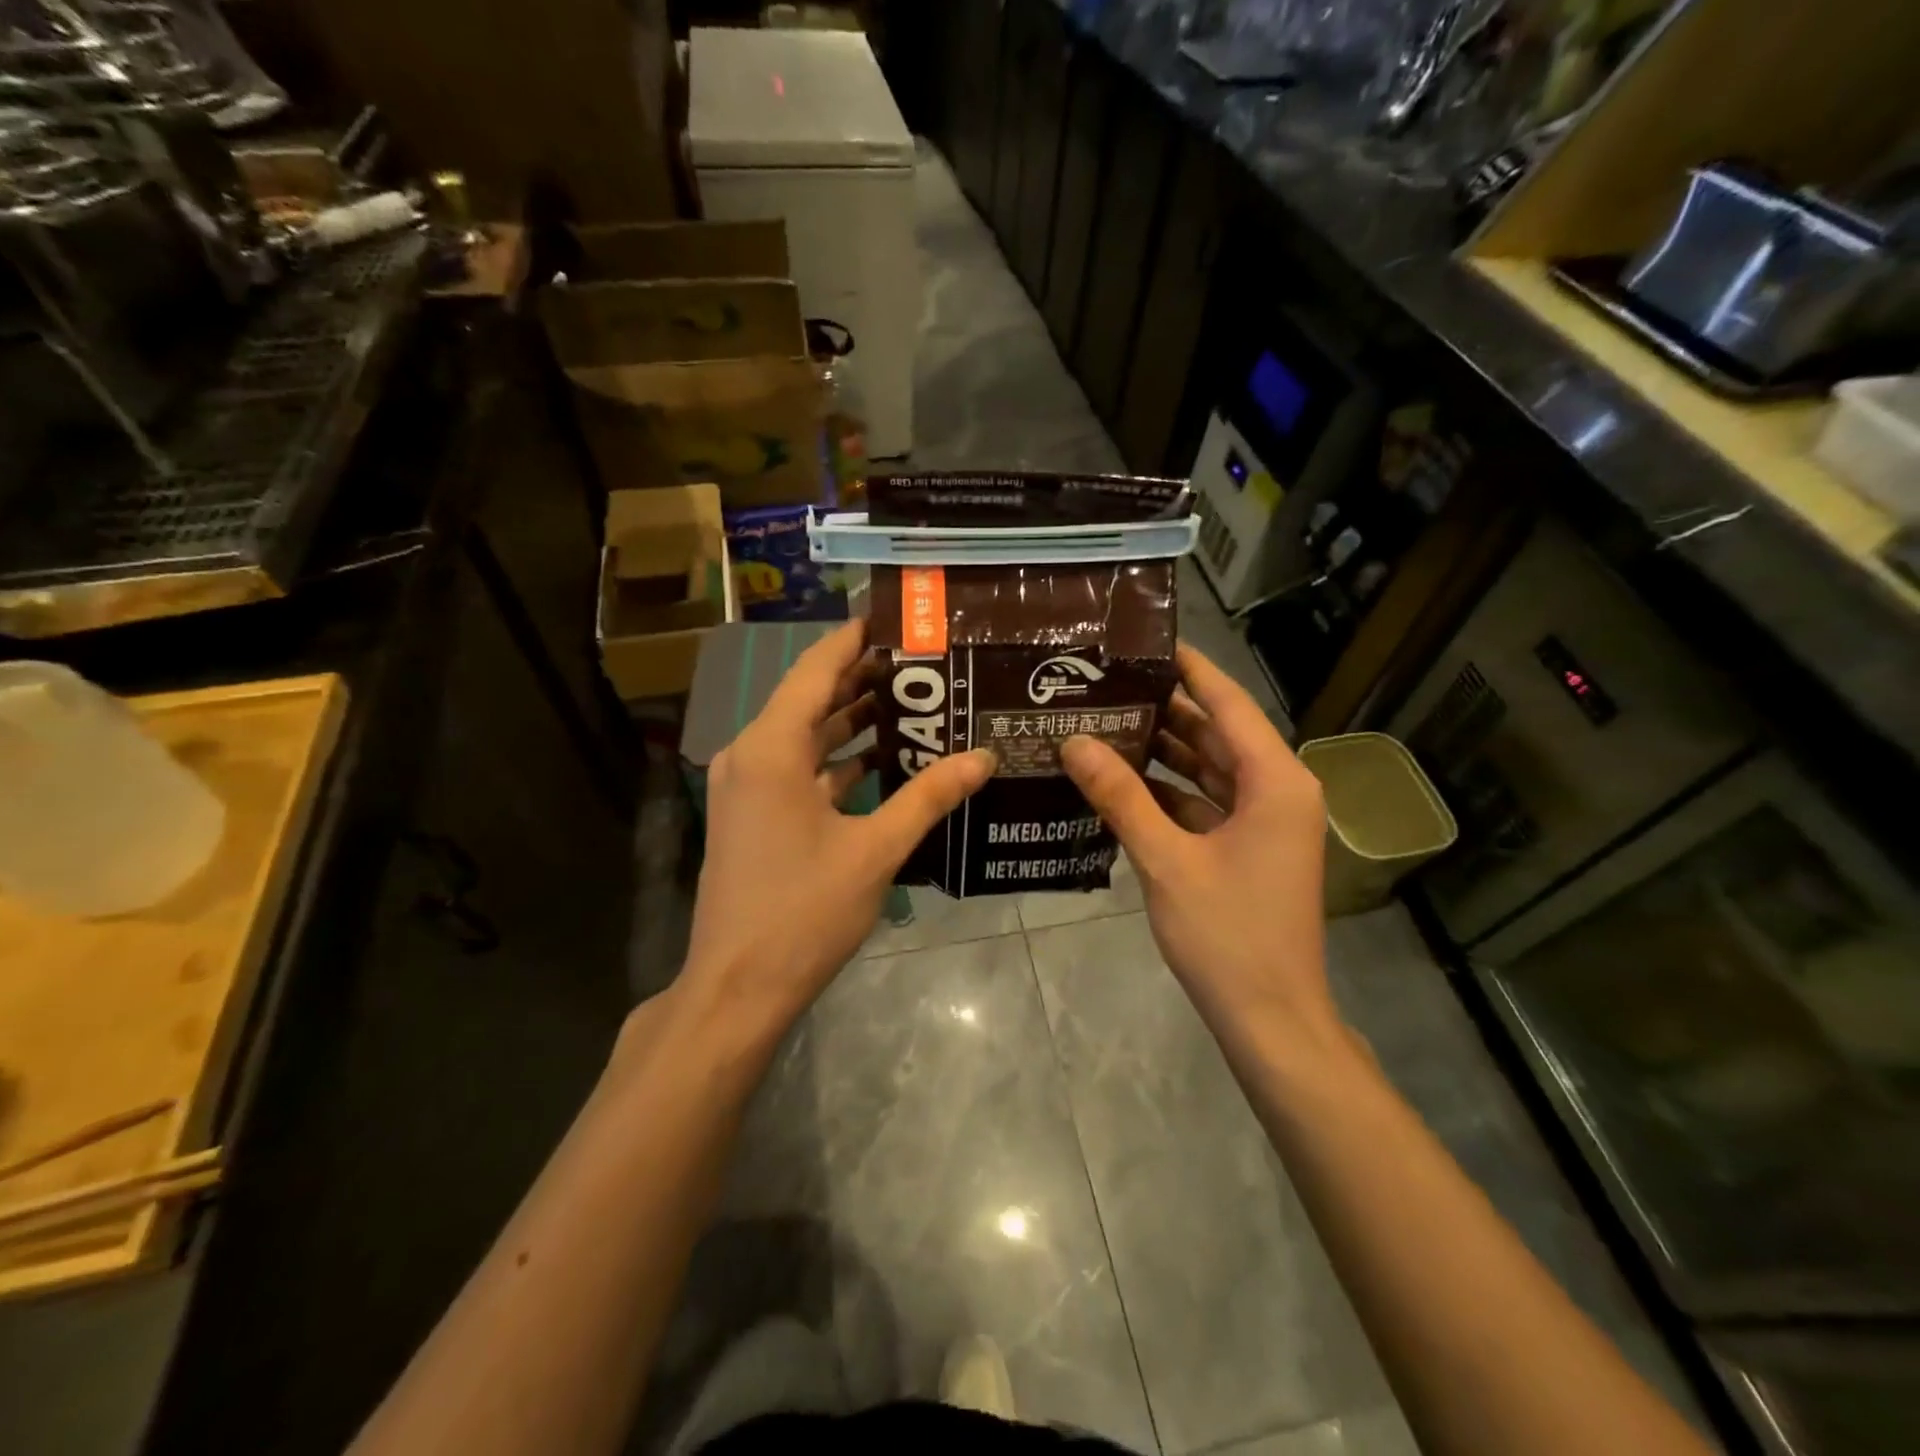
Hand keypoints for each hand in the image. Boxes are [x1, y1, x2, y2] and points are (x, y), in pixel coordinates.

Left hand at [679, 620, 994, 1039]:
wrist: (739, 987)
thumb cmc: (804, 911)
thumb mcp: (875, 849)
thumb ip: (928, 796)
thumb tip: (983, 757)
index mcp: (771, 748)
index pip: (815, 669)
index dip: (853, 640)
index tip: (895, 618)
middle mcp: (751, 755)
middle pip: (808, 697)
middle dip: (860, 677)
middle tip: (919, 660)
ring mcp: (748, 787)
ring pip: (803, 735)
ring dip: (850, 719)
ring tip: (910, 701)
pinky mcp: (753, 815)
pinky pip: (797, 769)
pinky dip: (835, 759)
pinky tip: (881, 758)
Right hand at [1061, 644, 1339, 1051]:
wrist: (1270, 1018)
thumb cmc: (1227, 935)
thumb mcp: (1166, 860)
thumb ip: (1120, 796)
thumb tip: (1074, 742)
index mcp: (1275, 781)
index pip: (1228, 704)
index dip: (1190, 669)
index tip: (1146, 640)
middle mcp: (1277, 790)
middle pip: (1216, 733)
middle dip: (1164, 708)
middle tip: (1106, 682)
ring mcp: (1264, 821)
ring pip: (1208, 769)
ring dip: (1162, 751)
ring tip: (1104, 721)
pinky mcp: (1248, 848)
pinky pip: (1205, 803)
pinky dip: (1167, 792)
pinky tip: (1119, 781)